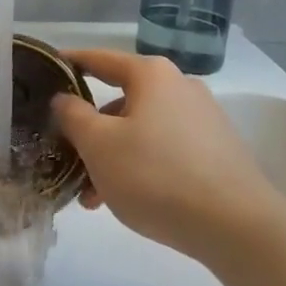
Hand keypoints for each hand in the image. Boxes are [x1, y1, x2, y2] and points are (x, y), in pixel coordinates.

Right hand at [52, 50, 277, 258]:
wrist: (237, 226)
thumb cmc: (156, 175)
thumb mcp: (99, 145)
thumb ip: (73, 116)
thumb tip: (65, 98)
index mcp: (152, 75)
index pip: (101, 59)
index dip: (71, 63)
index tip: (47, 69)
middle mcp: (180, 87)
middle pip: (121, 101)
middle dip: (91, 131)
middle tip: (66, 156)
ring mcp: (203, 119)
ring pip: (142, 130)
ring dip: (113, 156)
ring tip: (92, 197)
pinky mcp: (217, 152)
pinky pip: (165, 150)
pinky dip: (141, 166)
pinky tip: (126, 200)